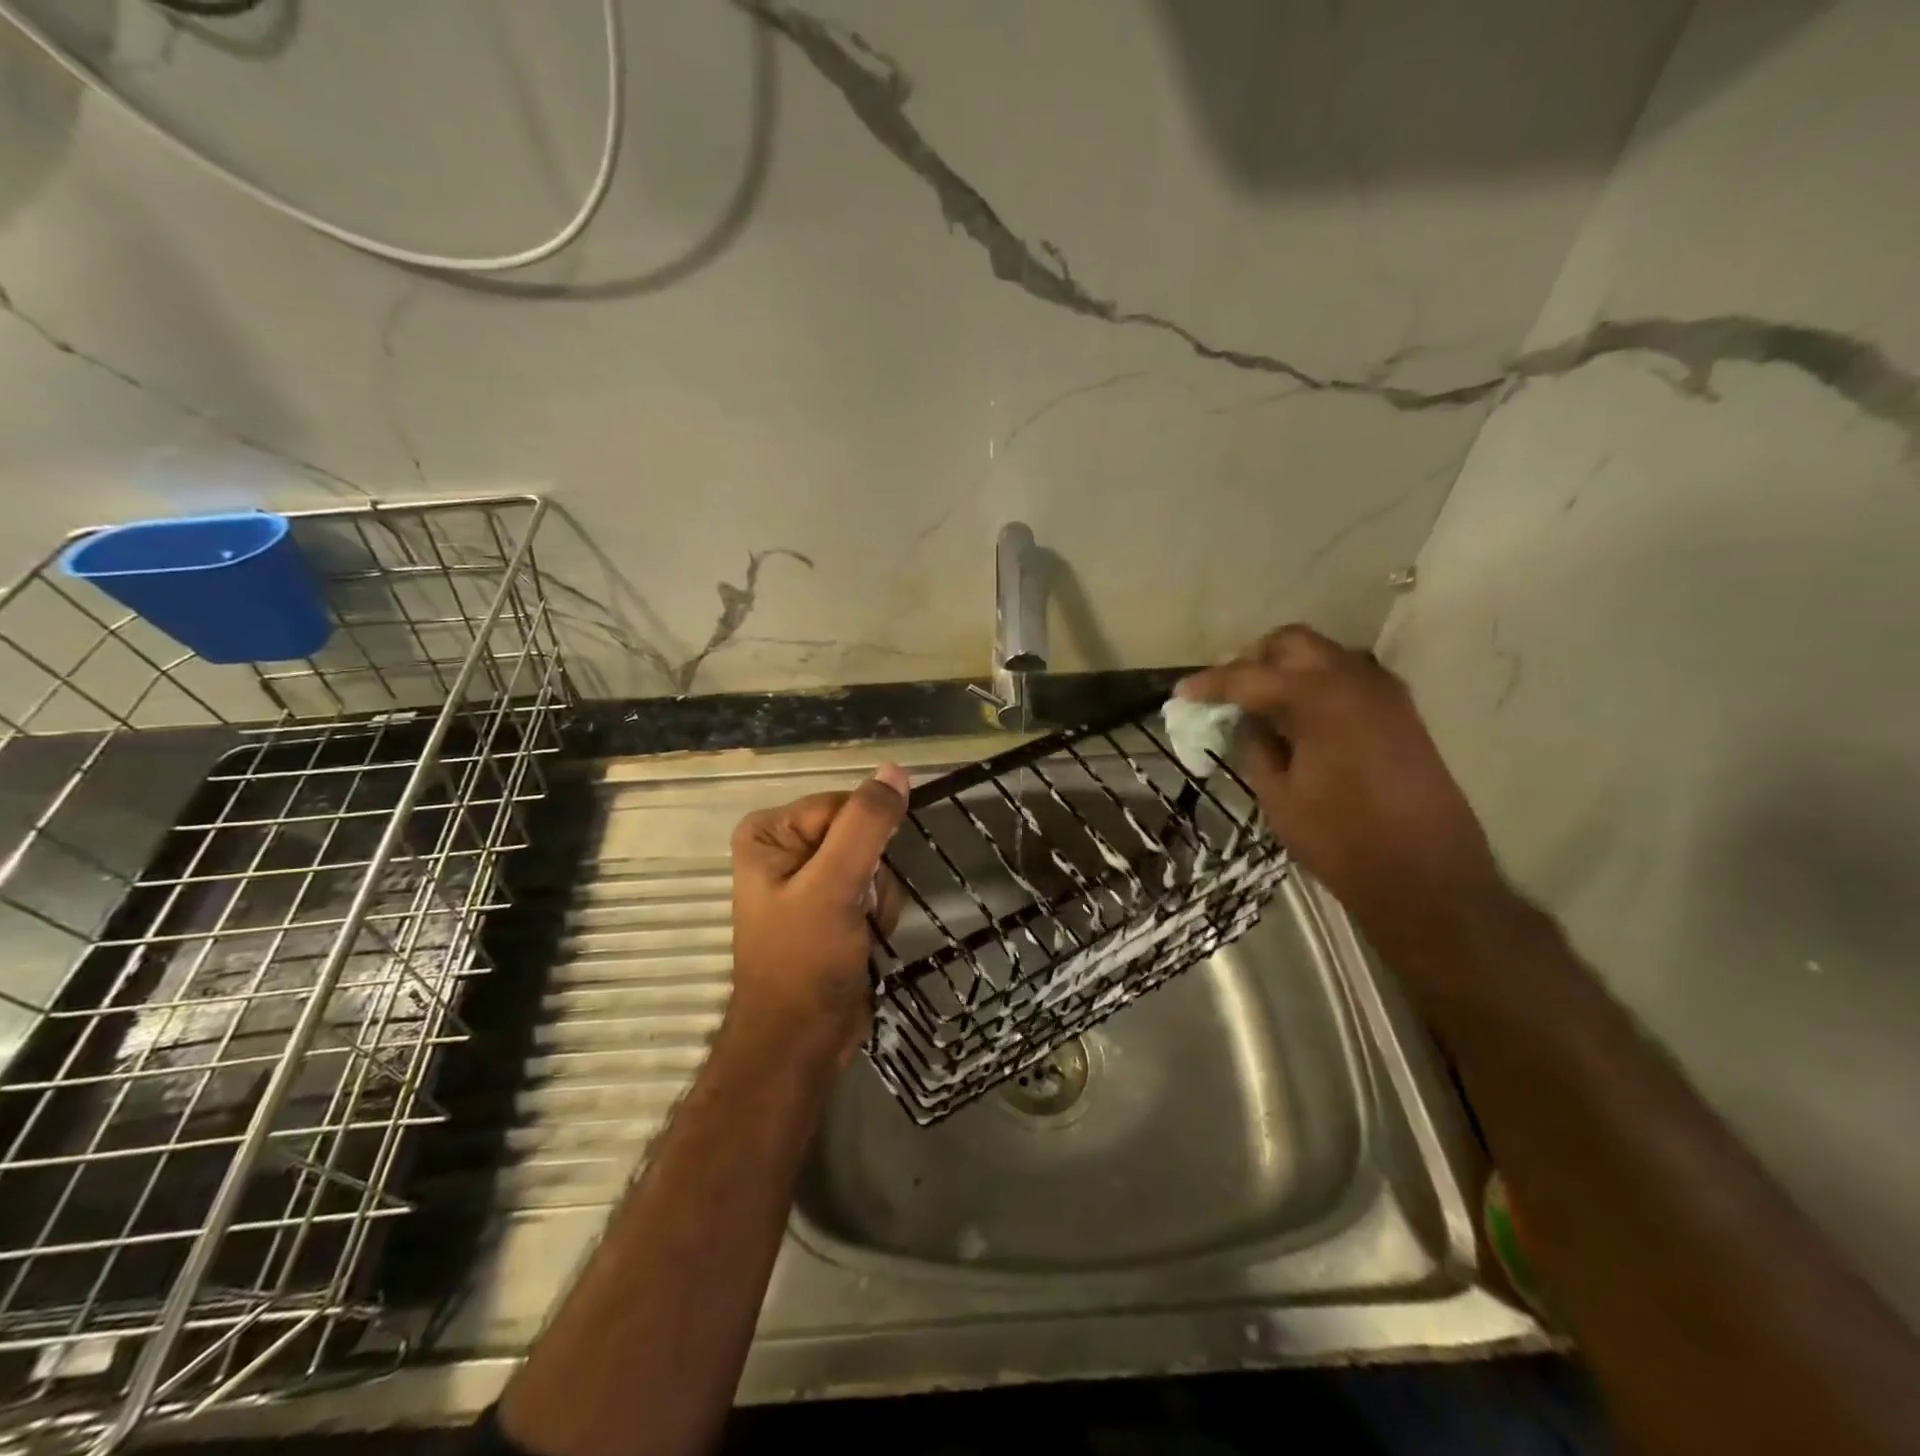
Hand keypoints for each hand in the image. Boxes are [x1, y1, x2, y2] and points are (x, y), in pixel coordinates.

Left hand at [728, 765, 909, 1063]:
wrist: (801, 1040)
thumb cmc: (804, 961)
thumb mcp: (834, 885)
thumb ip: (866, 824)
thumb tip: (895, 770)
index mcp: (769, 831)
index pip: (843, 806)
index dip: (864, 840)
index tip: (857, 879)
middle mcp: (785, 848)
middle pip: (861, 833)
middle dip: (872, 873)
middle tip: (856, 910)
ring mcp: (808, 879)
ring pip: (874, 862)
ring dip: (878, 897)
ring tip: (859, 929)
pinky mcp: (830, 906)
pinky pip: (873, 887)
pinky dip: (878, 912)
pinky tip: (865, 938)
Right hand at [1179, 626, 1513, 965]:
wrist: (1426, 875)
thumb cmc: (1341, 839)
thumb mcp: (1278, 794)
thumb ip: (1256, 744)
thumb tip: (1247, 719)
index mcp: (1318, 697)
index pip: (1249, 675)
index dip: (1210, 683)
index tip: (1181, 693)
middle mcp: (1354, 679)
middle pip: (1291, 643)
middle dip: (1252, 659)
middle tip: (1225, 691)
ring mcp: (1383, 692)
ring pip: (1322, 655)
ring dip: (1285, 668)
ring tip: (1257, 703)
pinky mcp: (1399, 711)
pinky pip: (1346, 678)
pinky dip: (1314, 684)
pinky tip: (1297, 717)